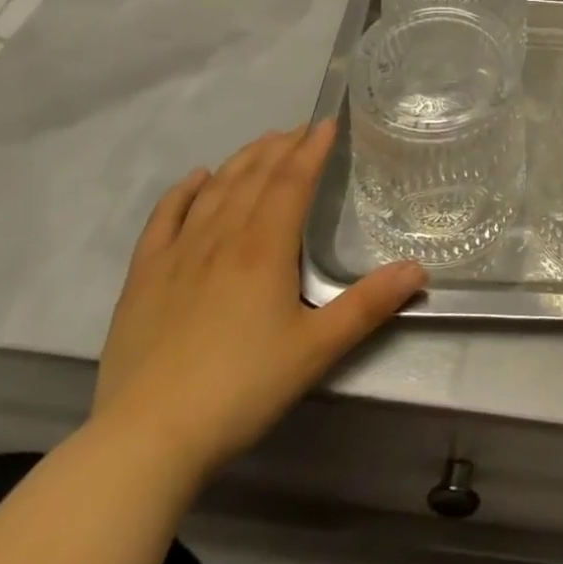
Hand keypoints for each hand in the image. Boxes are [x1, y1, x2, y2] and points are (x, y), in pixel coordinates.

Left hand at [92, 124, 425, 481]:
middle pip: (255, 177)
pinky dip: (182, 192)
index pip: (293, 181)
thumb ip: (369, 304)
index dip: (312, 149)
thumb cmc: (241, 389)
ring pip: (215, 190)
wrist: (145, 440)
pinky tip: (195, 178)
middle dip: (281, 148)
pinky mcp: (143, 279)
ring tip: (263, 142)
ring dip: (241, 160)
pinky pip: (163, 220)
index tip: (327, 123)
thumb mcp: (317, 349)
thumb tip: (419, 269)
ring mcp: (177, 255)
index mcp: (265, 248)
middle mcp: (222, 238)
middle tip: (301, 129)